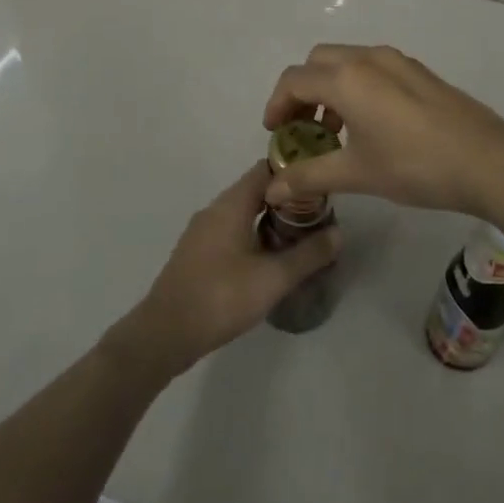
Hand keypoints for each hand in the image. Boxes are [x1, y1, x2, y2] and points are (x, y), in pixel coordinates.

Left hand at [113, 162, 340, 379]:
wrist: (164, 334)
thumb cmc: (220, 297)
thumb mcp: (273, 279)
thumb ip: (308, 255)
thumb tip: (339, 234)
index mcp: (231, 204)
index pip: (266, 168)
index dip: (294, 172)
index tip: (320, 183)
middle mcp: (215, 209)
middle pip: (255, 189)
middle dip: (286, 199)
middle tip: (317, 215)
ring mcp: (202, 231)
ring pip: (242, 212)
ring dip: (269, 219)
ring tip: (299, 237)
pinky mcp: (197, 252)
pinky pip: (231, 230)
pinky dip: (252, 234)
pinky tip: (268, 259)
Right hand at [261, 44, 503, 220]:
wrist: (488, 160)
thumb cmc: (414, 165)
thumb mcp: (356, 173)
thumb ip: (309, 176)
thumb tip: (272, 190)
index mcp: (346, 78)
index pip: (293, 80)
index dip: (276, 106)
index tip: (276, 135)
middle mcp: (367, 58)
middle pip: (317, 62)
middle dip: (301, 91)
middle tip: (301, 129)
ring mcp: (397, 61)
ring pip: (346, 61)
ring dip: (329, 88)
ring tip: (335, 131)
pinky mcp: (418, 71)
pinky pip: (372, 67)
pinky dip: (356, 86)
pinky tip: (370, 124)